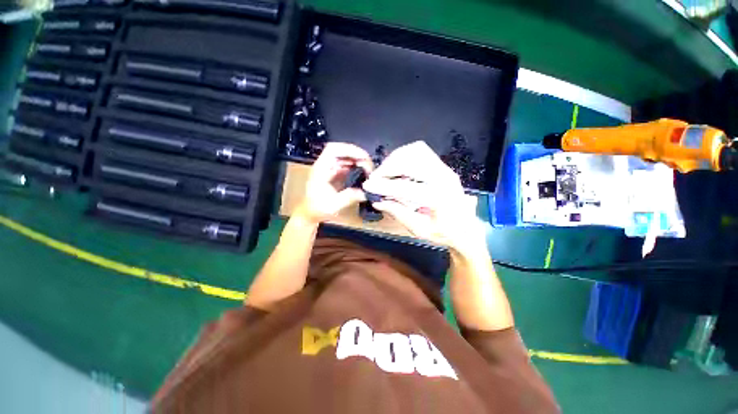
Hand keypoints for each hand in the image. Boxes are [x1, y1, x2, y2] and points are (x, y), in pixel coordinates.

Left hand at [295, 142, 373, 224]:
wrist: (311, 213)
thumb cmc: (318, 208)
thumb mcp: (334, 205)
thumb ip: (349, 197)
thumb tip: (366, 192)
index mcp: (321, 169)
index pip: (333, 149)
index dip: (349, 149)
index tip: (363, 158)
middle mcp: (326, 165)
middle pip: (342, 150)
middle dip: (358, 155)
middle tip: (370, 166)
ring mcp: (331, 168)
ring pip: (346, 157)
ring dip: (359, 161)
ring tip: (369, 170)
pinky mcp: (336, 173)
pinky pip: (348, 165)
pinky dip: (357, 167)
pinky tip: (364, 174)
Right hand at [363, 141, 485, 252]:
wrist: (466, 227)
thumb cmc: (444, 233)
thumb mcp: (419, 229)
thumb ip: (398, 213)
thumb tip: (377, 201)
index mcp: (440, 199)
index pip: (407, 188)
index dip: (384, 186)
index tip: (368, 186)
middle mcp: (444, 178)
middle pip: (411, 161)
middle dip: (388, 168)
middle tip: (375, 178)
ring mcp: (445, 168)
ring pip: (415, 151)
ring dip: (395, 159)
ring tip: (385, 172)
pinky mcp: (442, 165)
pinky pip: (420, 151)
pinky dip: (404, 155)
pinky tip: (397, 166)